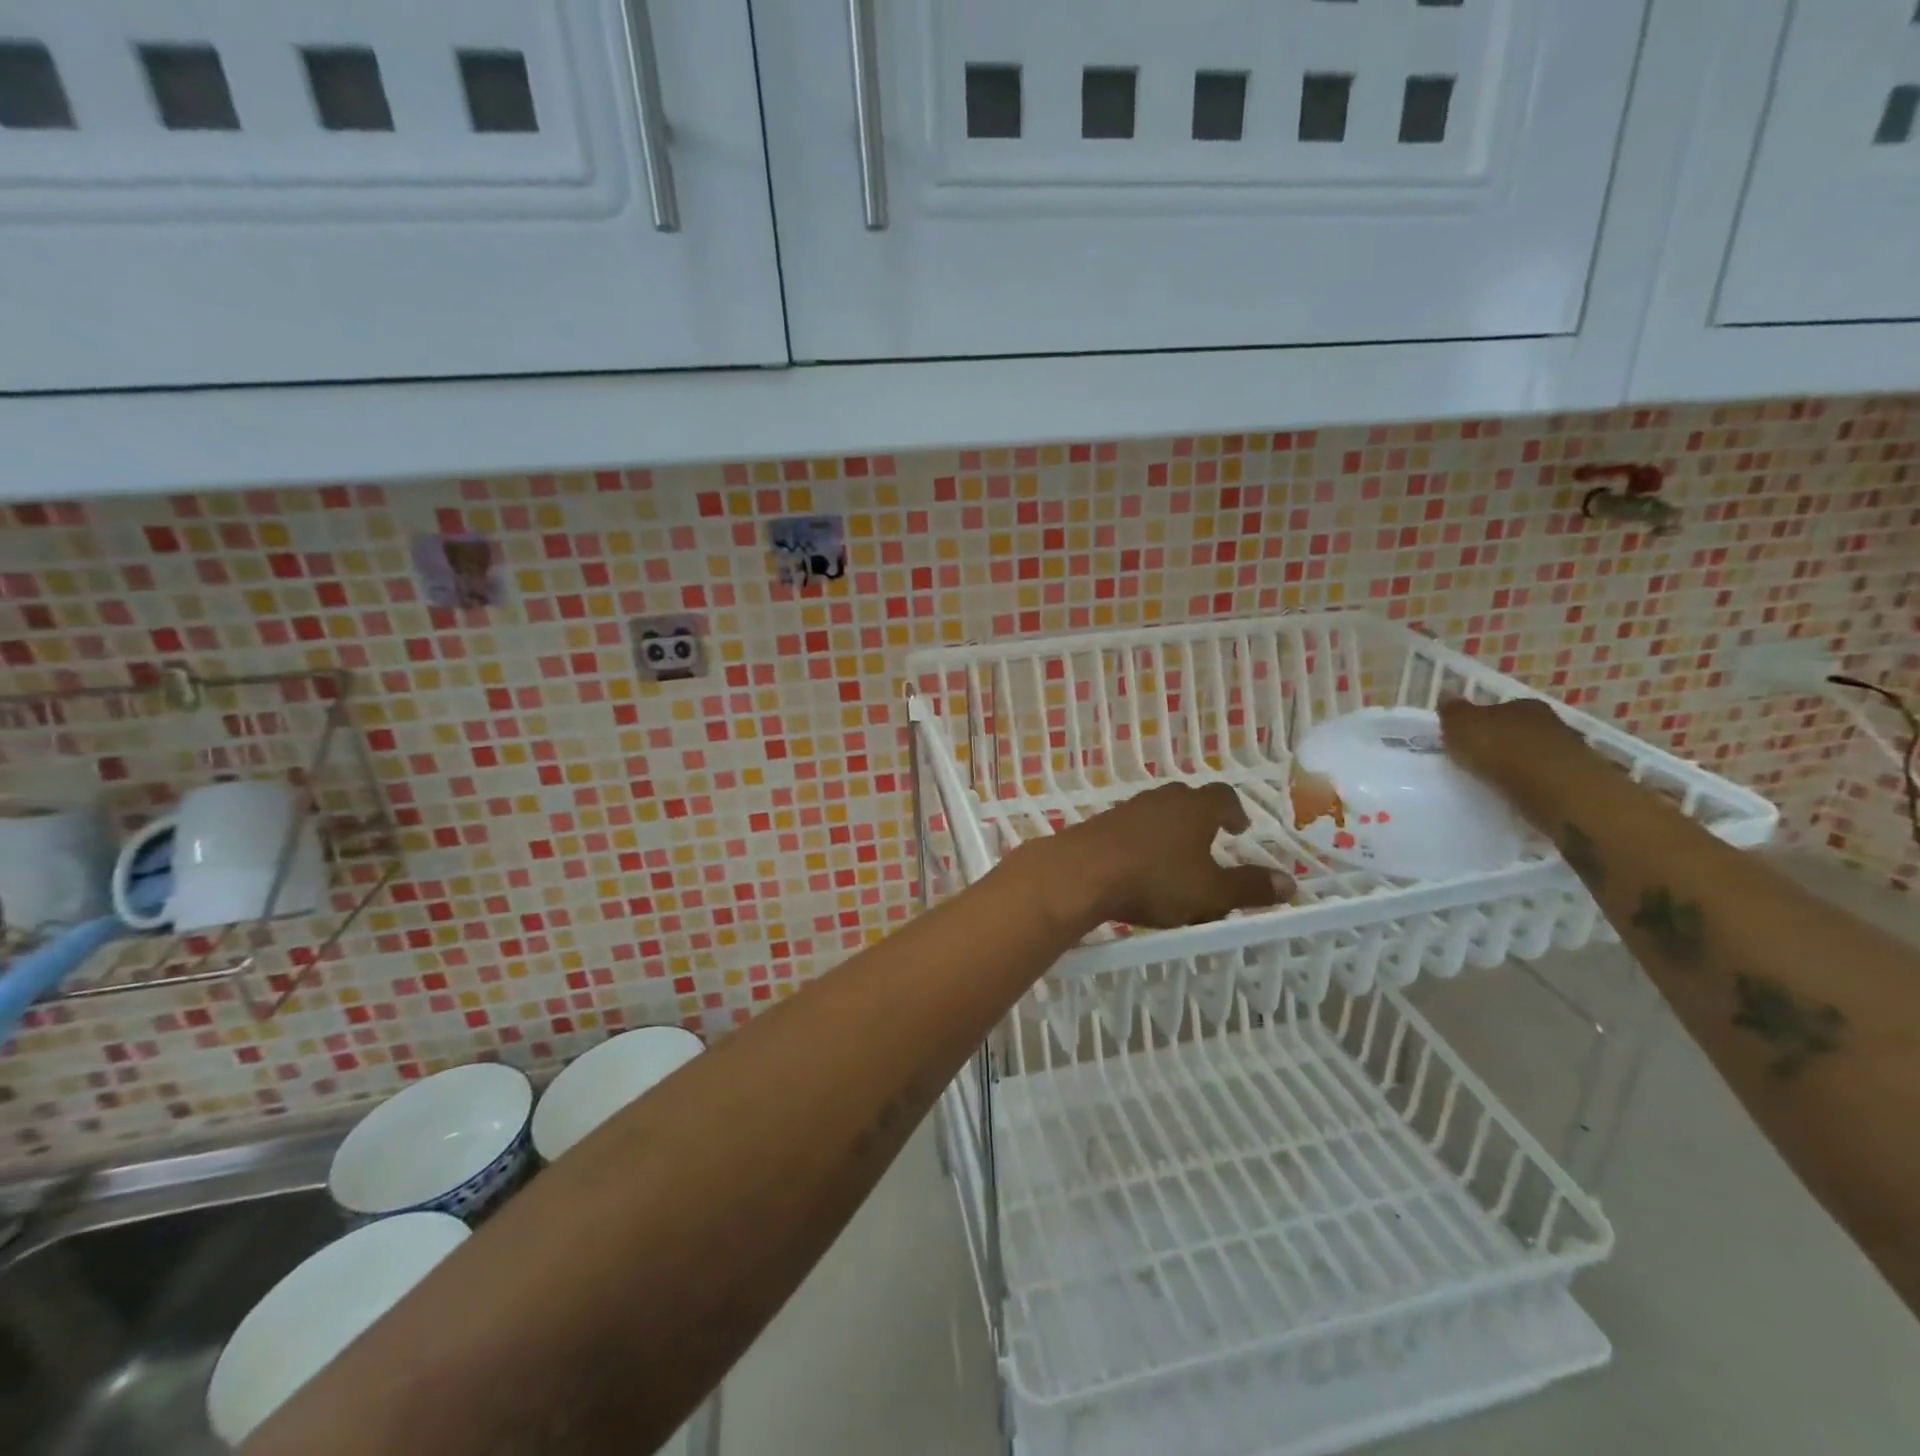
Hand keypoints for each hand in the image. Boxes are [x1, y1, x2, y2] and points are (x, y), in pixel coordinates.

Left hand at [1060, 782, 1293, 930]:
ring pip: (1158, 812)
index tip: (1239, 828)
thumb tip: (1290, 883)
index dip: (1235, 811)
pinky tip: (1140, 866)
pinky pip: (1132, 828)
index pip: (1223, 796)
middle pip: (1188, 799)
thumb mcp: (1210, 892)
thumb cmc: (1155, 879)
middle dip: (1202, 817)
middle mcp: (1163, 800)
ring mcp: (1128, 809)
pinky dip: (1142, 842)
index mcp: (1195, 808)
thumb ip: (1249, 887)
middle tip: (1210, 839)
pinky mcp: (1101, 824)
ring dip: (1170, 829)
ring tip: (1176, 857)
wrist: (1081, 873)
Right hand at [1438, 697, 1580, 785]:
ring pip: (1538, 754)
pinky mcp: (1578, 780)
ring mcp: (1569, 751)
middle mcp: (1551, 722)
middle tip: (1482, 759)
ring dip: (1522, 764)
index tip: (1469, 736)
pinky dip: (1535, 784)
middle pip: (1522, 730)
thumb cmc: (1501, 748)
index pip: (1501, 708)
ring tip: (1500, 780)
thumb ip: (1453, 711)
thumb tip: (1446, 695)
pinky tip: (1520, 793)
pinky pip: (1548, 778)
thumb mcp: (1461, 725)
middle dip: (1504, 742)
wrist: (1552, 785)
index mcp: (1523, 705)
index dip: (1484, 721)